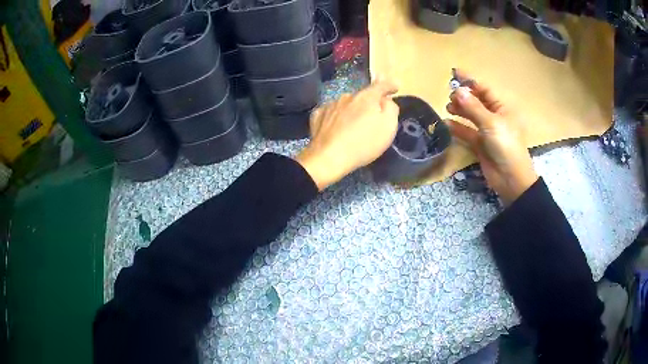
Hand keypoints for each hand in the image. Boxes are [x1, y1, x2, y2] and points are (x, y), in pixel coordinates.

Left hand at [296, 80, 398, 190]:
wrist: (328, 158)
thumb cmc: (363, 143)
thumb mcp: (388, 127)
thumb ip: (391, 109)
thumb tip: (385, 100)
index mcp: (366, 97)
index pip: (381, 86)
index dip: (389, 86)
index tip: (395, 87)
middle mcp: (347, 96)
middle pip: (362, 96)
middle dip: (369, 103)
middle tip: (373, 116)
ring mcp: (330, 105)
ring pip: (345, 104)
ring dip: (351, 110)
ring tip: (353, 125)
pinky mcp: (317, 116)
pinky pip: (331, 113)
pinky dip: (336, 117)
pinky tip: (336, 126)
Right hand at [446, 70, 537, 205]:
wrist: (511, 179)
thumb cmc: (506, 146)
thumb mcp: (491, 124)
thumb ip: (473, 107)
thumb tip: (458, 91)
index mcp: (503, 107)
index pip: (484, 88)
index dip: (470, 81)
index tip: (454, 73)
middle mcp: (495, 116)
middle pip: (477, 101)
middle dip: (463, 96)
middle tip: (450, 96)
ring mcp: (487, 130)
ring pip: (471, 115)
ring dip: (460, 110)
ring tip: (448, 108)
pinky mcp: (481, 144)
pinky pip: (467, 132)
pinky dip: (458, 128)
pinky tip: (447, 124)